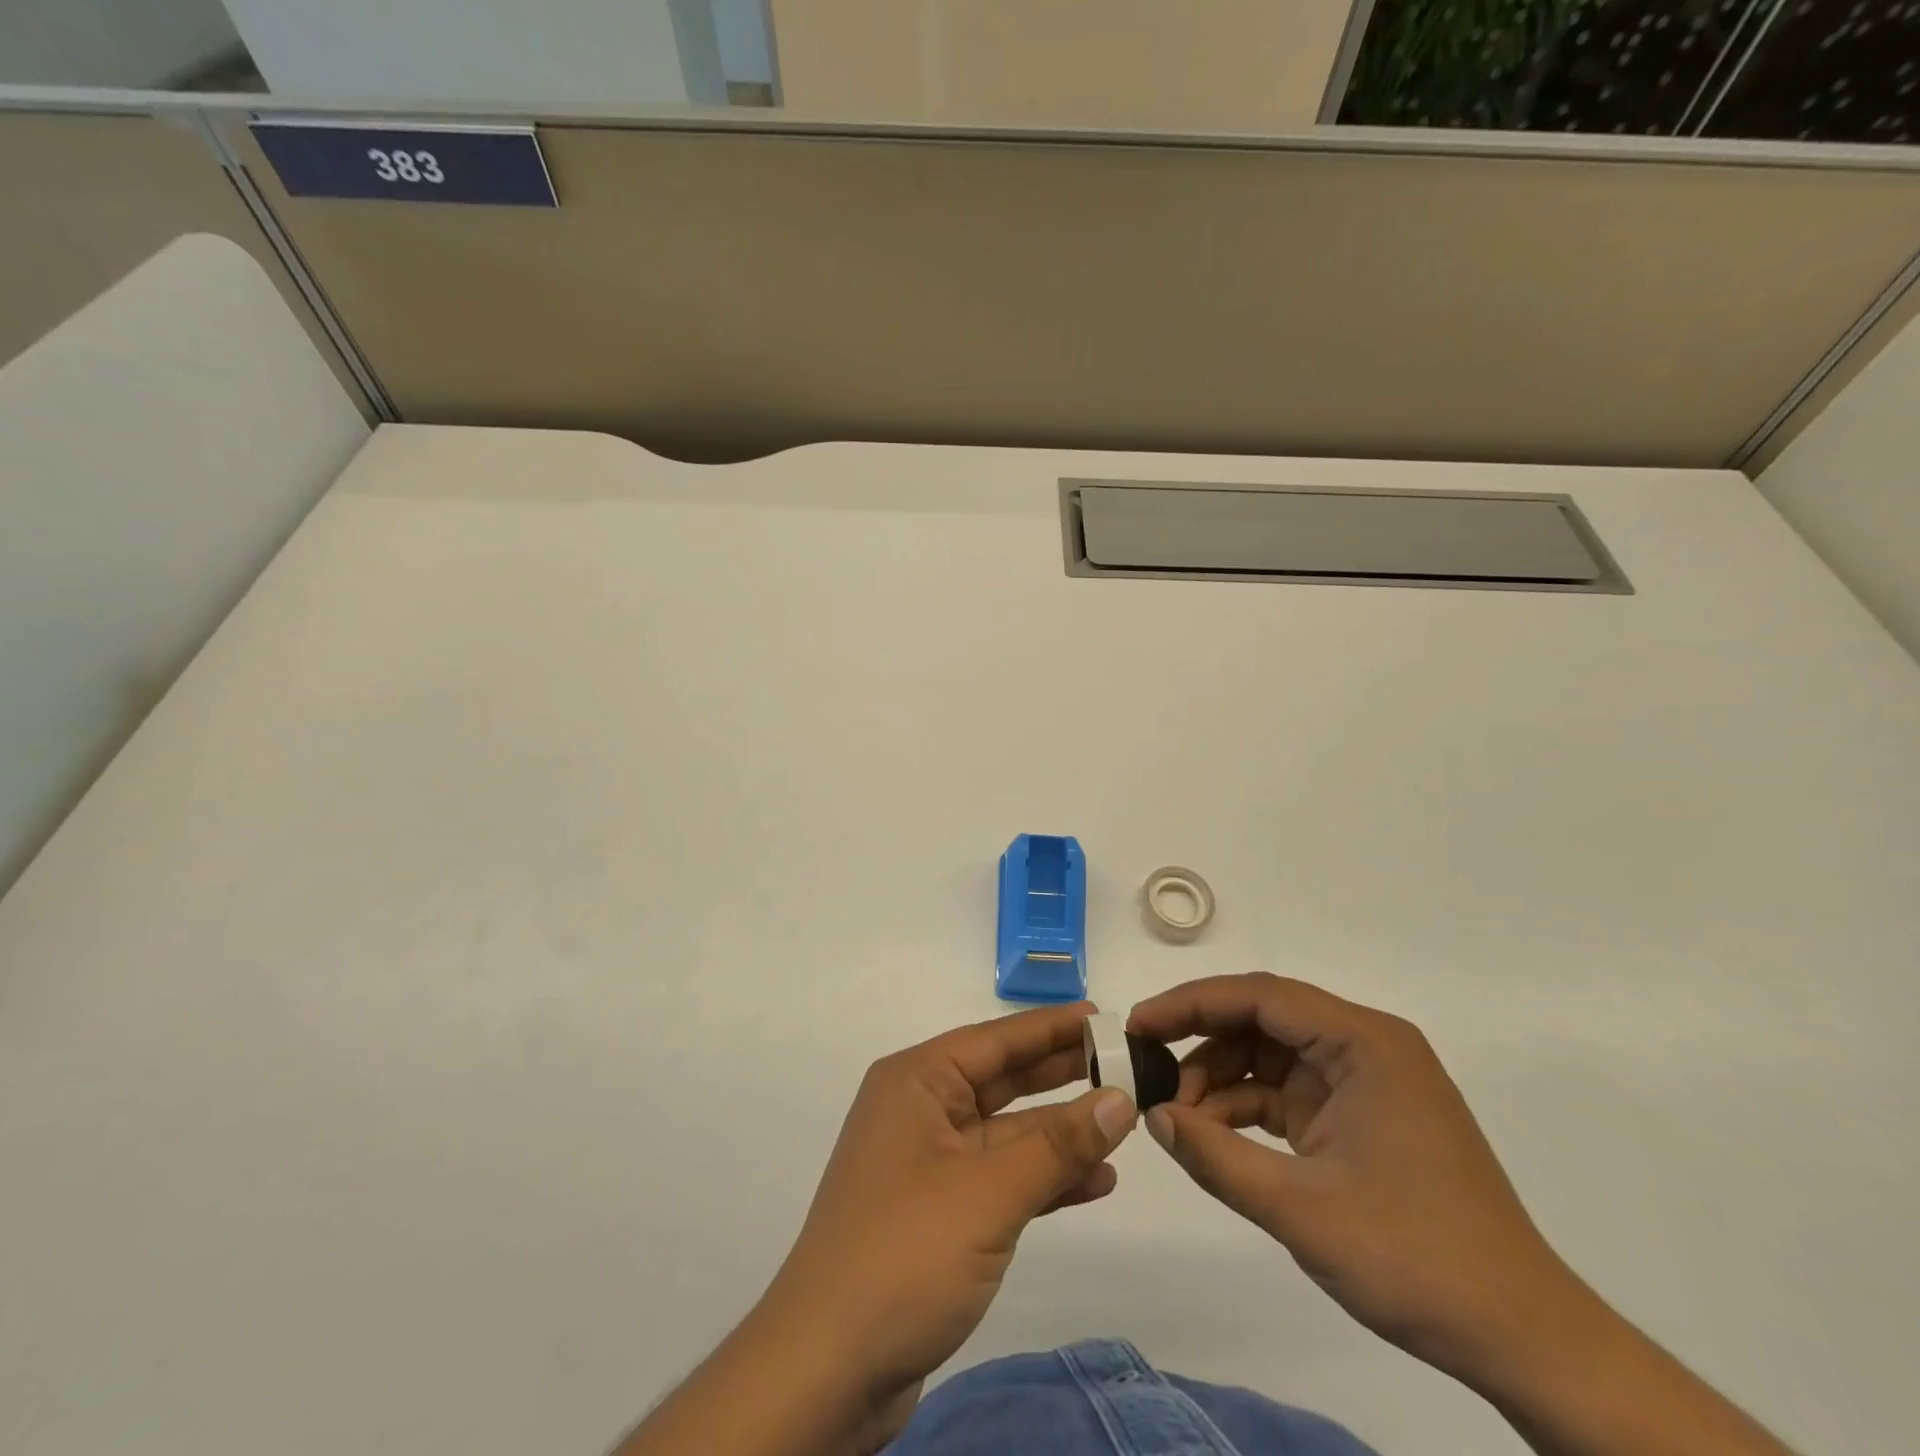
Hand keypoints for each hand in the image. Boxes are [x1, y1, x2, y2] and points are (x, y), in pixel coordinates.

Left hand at [765, 1002, 1137, 1414]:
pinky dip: (1044, 1178)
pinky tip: (1096, 1180)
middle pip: (1002, 1080)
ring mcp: (929, 1163)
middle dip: (1061, 1074)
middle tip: (1123, 1063)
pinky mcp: (940, 1212)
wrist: (828, 1370)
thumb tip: (1120, 1099)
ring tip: (1123, 1121)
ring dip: (1061, 1132)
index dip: (1051, 1027)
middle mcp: (921, 1110)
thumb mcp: (988, 1193)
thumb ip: (1057, 1145)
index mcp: (917, 1082)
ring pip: (1007, 1132)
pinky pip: (1001, 1178)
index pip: (995, 1039)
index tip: (1104, 1018)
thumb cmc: (905, 1253)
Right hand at [1128, 974, 1583, 1385]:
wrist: (1524, 1340)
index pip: (1260, 996)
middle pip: (1263, 1019)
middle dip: (1201, 1041)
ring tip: (1177, 1116)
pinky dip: (1245, 1109)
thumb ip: (1216, 1157)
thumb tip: (1152, 1116)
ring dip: (1219, 1080)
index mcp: (1364, 1043)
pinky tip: (1211, 1136)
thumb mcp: (1301, 1209)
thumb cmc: (1416, 1259)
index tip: (1138, 1025)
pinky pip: (1286, 1092)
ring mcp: (1364, 1082)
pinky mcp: (1359, 1117)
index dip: (1191, 1003)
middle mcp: (1365, 1047)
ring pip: (1269, 1055)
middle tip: (1147, 1066)